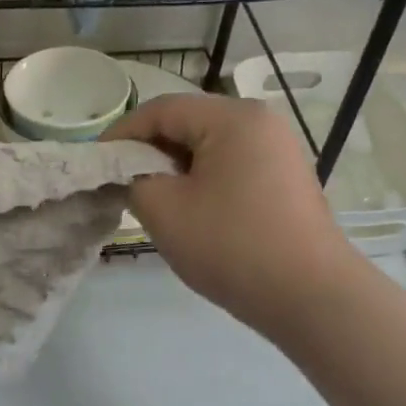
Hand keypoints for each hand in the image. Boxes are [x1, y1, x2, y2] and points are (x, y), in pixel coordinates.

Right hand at [106, 95, 355, 338]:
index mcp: (232, 117)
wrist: (309, 296)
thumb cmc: (231, 246)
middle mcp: (261, 122)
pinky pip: (233, 168)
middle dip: (150, 152)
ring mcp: (280, 150)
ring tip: (154, 204)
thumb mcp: (164, 211)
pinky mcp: (287, 180)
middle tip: (123, 186)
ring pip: (210, 148)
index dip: (121, 134)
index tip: (96, 164)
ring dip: (176, 170)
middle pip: (188, 124)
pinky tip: (193, 214)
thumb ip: (134, 180)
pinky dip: (204, 183)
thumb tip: (130, 173)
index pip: (161, 110)